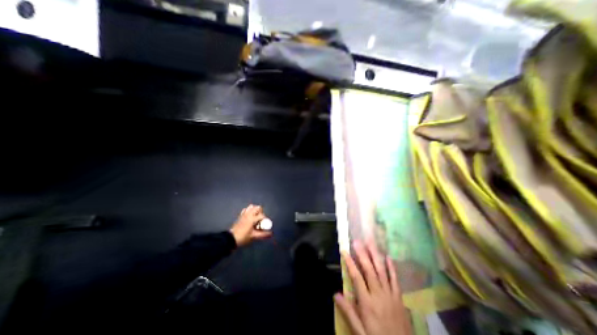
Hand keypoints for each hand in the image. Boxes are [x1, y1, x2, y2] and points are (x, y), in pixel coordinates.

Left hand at [229, 203, 271, 246]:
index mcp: (252, 218)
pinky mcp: (240, 215)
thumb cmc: (243, 237)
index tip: (265, 225)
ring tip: (256, 217)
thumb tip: (271, 234)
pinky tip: (250, 216)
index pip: (262, 215)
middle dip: (261, 212)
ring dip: (255, 210)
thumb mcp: (254, 236)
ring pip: (252, 207)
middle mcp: (249, 214)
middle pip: (258, 207)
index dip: (265, 219)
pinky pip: (246, 209)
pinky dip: (249, 211)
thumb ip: (263, 234)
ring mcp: (244, 214)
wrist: (231, 239)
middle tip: (260, 220)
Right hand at [334, 243, 413, 334]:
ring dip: (375, 255)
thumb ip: (348, 311)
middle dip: (362, 254)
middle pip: (369, 270)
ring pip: (381, 271)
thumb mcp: (359, 331)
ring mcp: (390, 295)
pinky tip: (388, 257)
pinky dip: (392, 268)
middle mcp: (378, 295)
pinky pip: (395, 280)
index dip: (350, 263)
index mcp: (367, 303)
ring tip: (370, 243)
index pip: (357, 278)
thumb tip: (335, 293)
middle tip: (357, 241)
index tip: (345, 251)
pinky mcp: (399, 298)